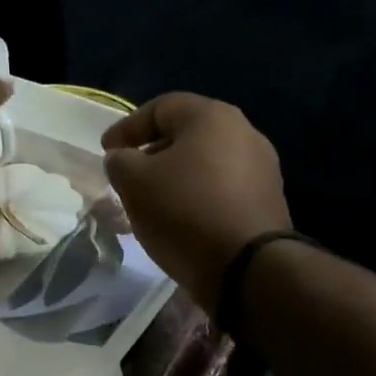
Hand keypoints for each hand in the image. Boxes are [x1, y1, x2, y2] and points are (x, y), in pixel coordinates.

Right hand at [102, 93, 291, 314]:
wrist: (248, 267)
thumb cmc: (186, 212)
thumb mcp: (135, 183)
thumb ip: (120, 162)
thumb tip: (123, 158)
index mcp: (212, 116)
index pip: (160, 107)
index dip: (127, 127)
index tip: (106, 151)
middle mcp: (244, 132)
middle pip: (187, 134)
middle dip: (153, 152)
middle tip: (129, 176)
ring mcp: (262, 168)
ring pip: (206, 163)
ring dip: (176, 177)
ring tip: (153, 201)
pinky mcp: (268, 200)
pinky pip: (223, 189)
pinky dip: (198, 196)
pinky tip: (183, 219)